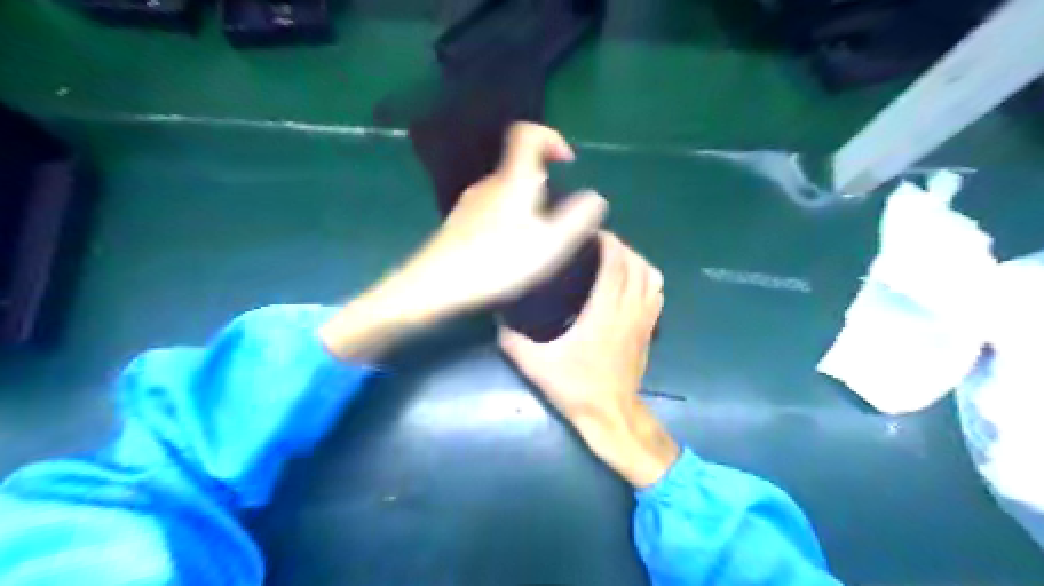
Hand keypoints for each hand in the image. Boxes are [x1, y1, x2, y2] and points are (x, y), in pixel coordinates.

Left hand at [399, 119, 609, 317]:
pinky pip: (492, 208)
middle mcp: (489, 183)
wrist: (437, 285)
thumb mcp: (550, 244)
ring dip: (527, 203)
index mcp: (513, 179)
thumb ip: (578, 218)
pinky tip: (510, 250)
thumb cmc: (498, 261)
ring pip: (505, 190)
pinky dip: (509, 218)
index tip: (568, 162)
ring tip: (538, 237)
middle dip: (544, 180)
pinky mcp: (459, 223)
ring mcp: (470, 202)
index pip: (527, 134)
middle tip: (559, 214)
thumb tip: (596, 197)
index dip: (551, 138)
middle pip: (518, 165)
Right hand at [500, 230, 681, 486]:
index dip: (608, 243)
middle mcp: (629, 310)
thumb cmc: (576, 388)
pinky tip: (630, 282)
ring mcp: (644, 320)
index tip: (590, 234)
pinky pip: (657, 293)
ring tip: (614, 259)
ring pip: (652, 277)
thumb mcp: (536, 365)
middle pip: (636, 264)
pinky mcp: (649, 330)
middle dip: (620, 246)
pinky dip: (647, 279)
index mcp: (604, 312)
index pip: (616, 264)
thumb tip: (498, 318)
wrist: (610, 415)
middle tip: (597, 244)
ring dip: (636, 260)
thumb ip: (513, 341)